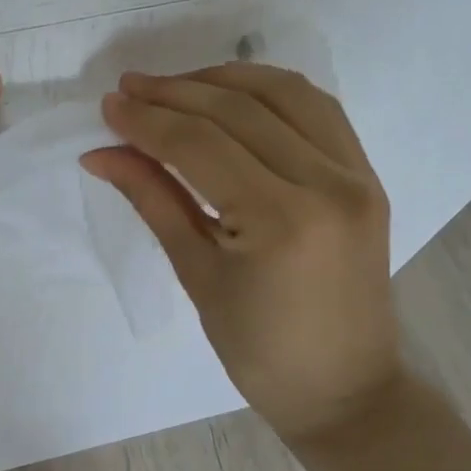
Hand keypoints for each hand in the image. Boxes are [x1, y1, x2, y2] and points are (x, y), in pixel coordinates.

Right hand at [81, 64, 399, 441]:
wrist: (346, 390)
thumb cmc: (260, 352)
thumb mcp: (198, 276)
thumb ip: (153, 200)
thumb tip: (102, 154)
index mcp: (281, 220)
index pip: (200, 145)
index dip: (148, 120)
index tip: (109, 105)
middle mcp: (327, 183)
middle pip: (239, 110)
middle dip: (176, 93)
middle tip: (129, 89)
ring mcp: (357, 175)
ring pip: (284, 94)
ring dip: (224, 79)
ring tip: (176, 86)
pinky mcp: (368, 176)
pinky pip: (318, 111)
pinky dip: (271, 92)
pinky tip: (233, 95)